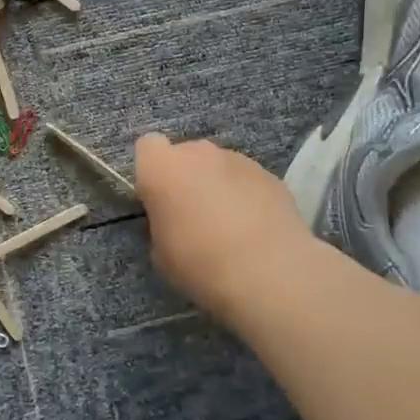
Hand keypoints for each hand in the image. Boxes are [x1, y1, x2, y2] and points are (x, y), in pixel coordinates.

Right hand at [134, 133, 310, 317]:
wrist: (268, 273)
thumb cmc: (199, 262)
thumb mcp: (160, 251)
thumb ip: (161, 223)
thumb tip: (173, 220)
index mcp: (161, 167)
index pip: (147, 146)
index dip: (151, 170)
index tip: (157, 198)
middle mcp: (198, 153)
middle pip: (186, 154)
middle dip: (186, 176)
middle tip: (192, 214)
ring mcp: (238, 160)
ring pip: (219, 166)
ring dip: (218, 185)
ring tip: (230, 224)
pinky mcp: (271, 175)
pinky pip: (247, 180)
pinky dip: (247, 196)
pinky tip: (255, 229)